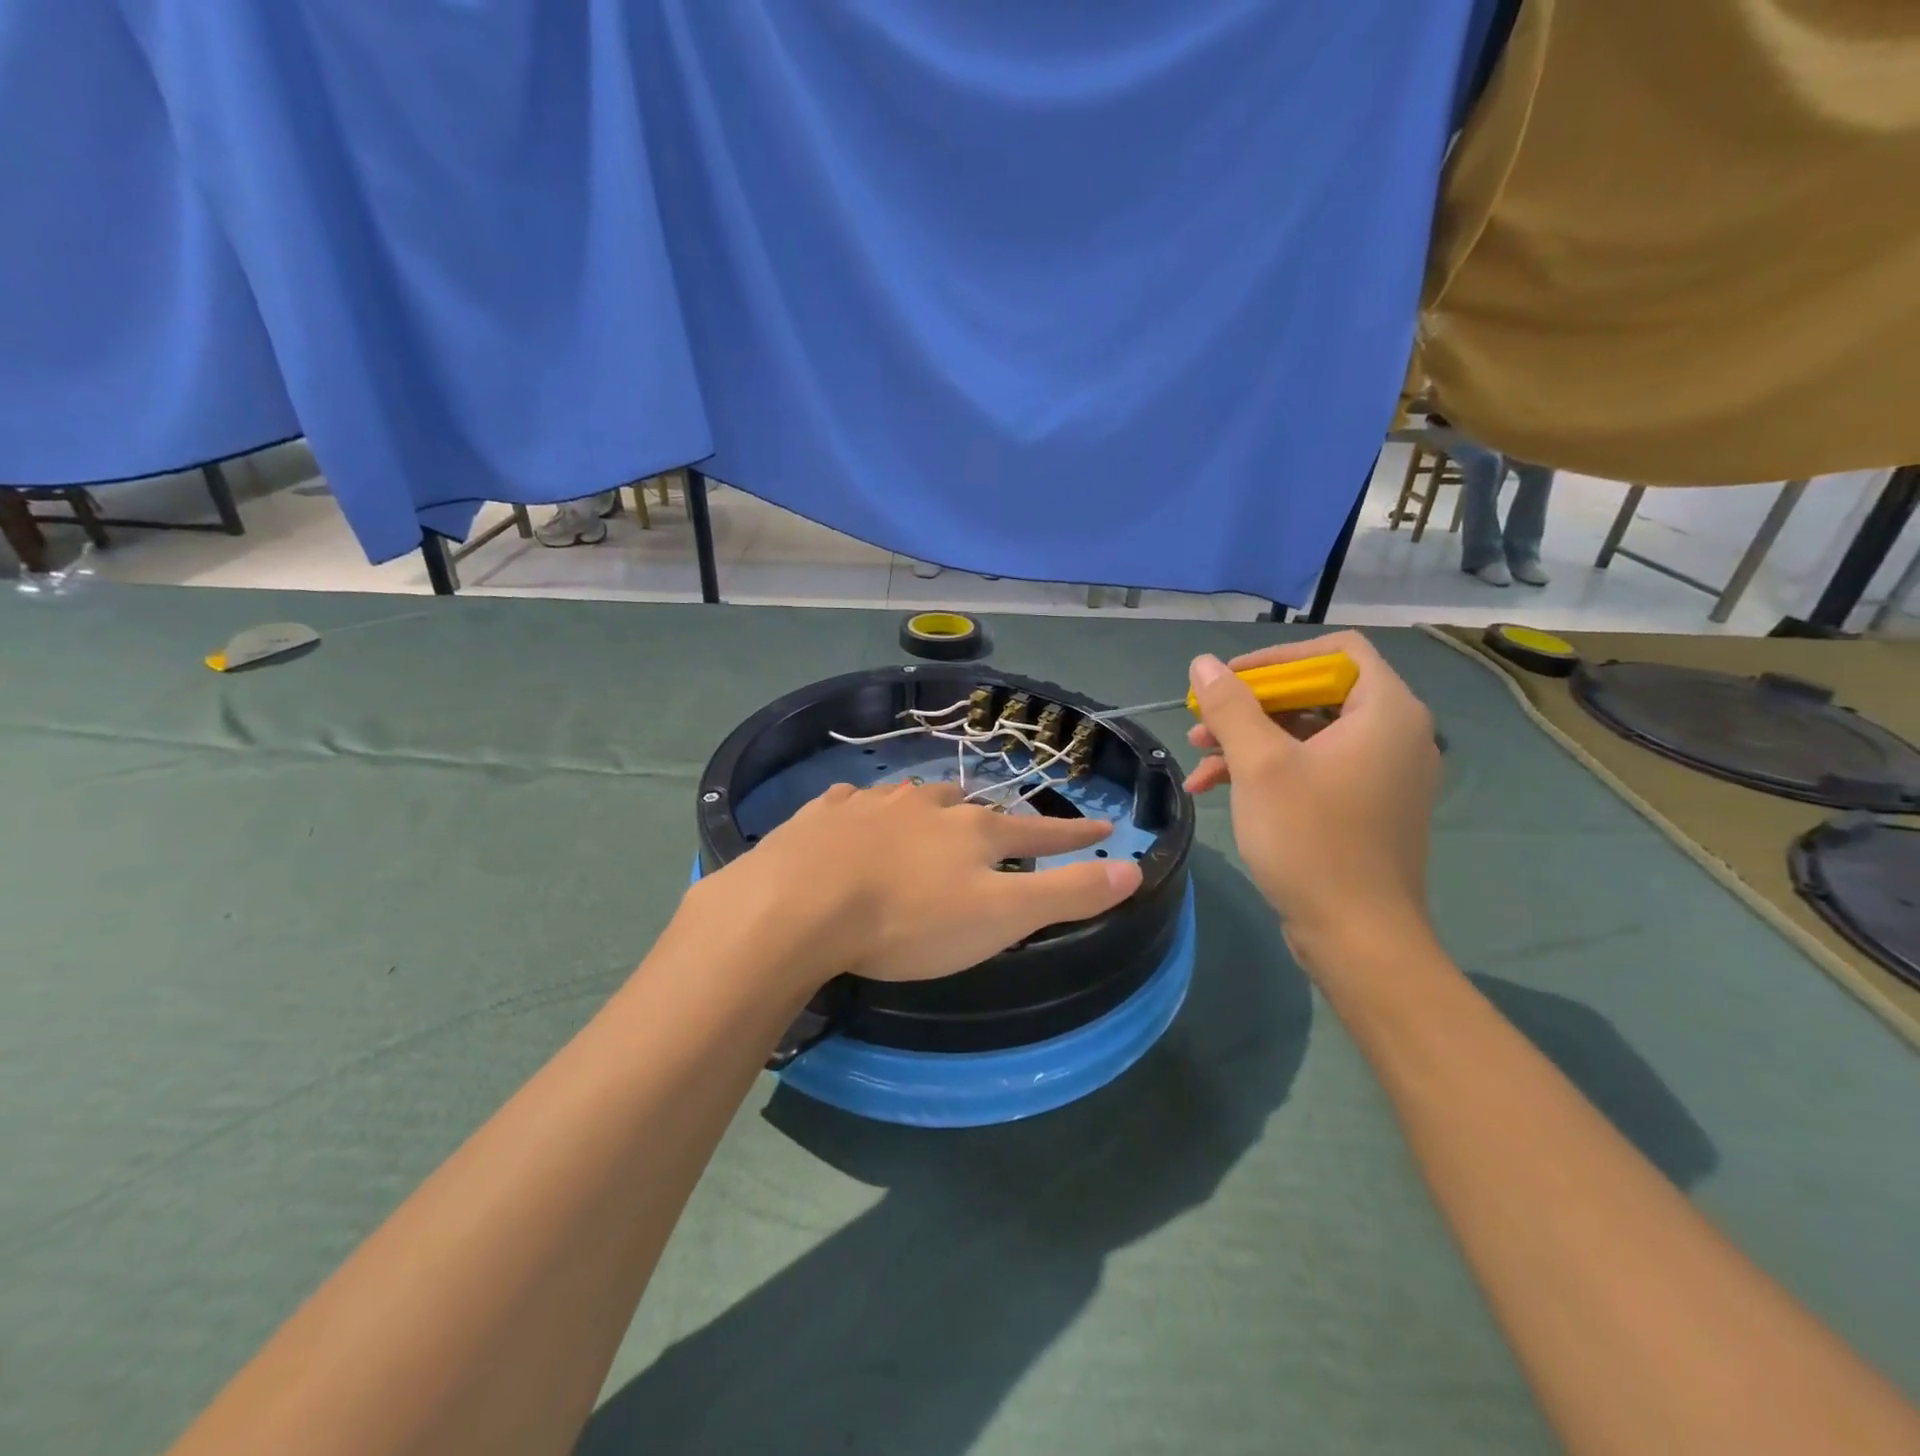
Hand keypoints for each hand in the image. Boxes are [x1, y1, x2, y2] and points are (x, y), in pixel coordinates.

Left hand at [700, 781, 1141, 990]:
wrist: (800, 903)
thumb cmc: (908, 919)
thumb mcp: (1000, 917)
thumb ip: (1066, 894)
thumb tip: (1133, 869)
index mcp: (973, 832)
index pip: (1039, 833)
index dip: (1074, 835)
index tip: (1104, 827)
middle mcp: (927, 806)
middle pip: (973, 807)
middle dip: (993, 819)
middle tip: (999, 829)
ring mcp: (872, 805)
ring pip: (914, 798)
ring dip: (931, 807)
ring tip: (933, 816)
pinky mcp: (825, 814)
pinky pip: (853, 803)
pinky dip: (866, 809)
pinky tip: (857, 814)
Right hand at [1184, 631, 1439, 961]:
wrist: (1357, 936)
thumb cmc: (1311, 839)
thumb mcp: (1260, 765)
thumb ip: (1231, 707)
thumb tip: (1203, 663)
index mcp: (1386, 711)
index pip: (1338, 651)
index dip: (1278, 657)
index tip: (1229, 680)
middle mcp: (1395, 734)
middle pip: (1317, 693)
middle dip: (1251, 706)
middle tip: (1203, 722)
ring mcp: (1383, 773)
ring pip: (1309, 734)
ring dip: (1250, 740)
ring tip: (1198, 758)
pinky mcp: (1367, 806)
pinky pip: (1316, 767)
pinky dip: (1270, 770)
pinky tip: (1217, 788)